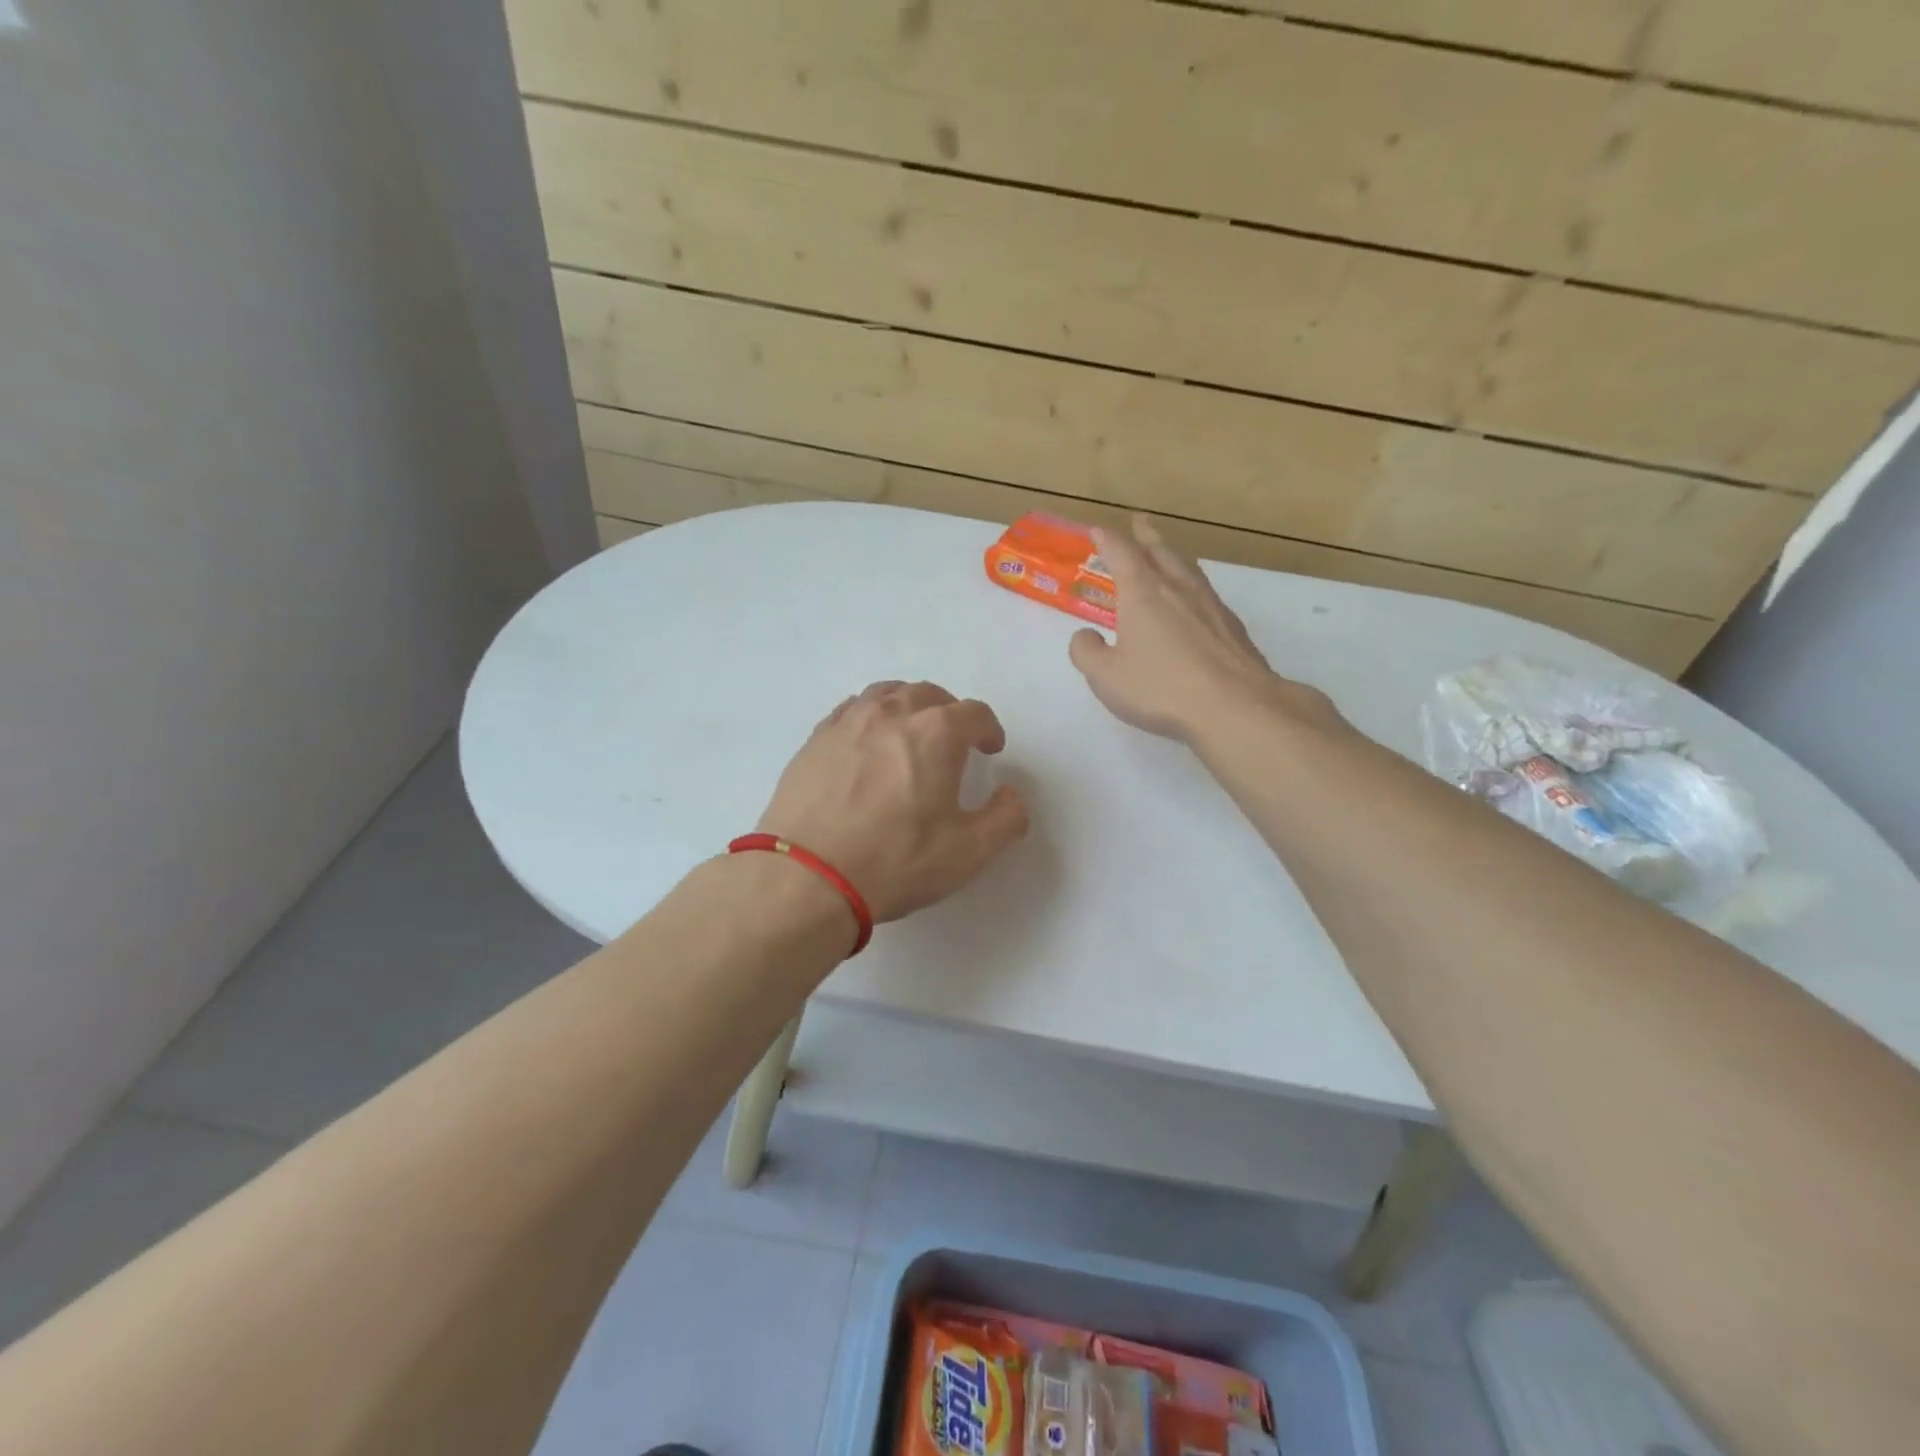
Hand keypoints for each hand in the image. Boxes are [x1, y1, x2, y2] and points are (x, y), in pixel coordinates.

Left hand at [756, 681, 1029, 922]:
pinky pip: (851, 711)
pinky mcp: (815, 739)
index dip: (989, 729)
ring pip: (886, 694)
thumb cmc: (896, 861)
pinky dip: (870, 717)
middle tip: (954, 741)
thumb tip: (1011, 796)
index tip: (991, 748)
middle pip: (929, 694)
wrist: (806, 877)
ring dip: (908, 707)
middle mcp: (892, 713)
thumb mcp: (969, 852)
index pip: (974, 713)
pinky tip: (867, 745)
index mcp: (936, 732)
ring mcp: (848, 722)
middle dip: (949, 712)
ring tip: (910, 733)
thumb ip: (1006, 818)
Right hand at [1068, 516, 1339, 742]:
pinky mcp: (1232, 628)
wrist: (1234, 706)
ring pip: (1188, 569)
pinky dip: (1192, 587)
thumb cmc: (1160, 688)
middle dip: (1146, 536)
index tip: (1097, 530)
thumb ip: (1087, 652)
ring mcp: (1210, 606)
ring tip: (1167, 555)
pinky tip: (1194, 603)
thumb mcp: (1106, 676)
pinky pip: (1206, 594)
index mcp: (1143, 593)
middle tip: (1140, 523)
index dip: (1107, 540)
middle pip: (1161, 552)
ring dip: (1173, 556)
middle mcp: (1178, 589)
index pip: (1121, 554)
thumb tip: (1085, 636)